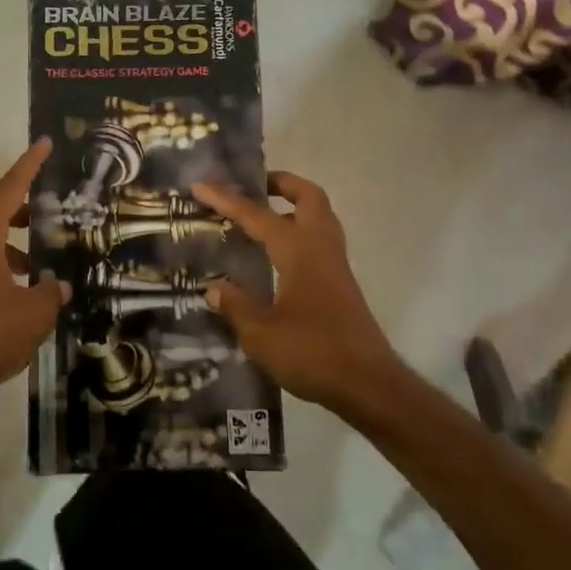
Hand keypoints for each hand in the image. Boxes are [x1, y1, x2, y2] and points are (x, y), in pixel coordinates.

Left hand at [0, 138, 69, 405]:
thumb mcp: (33, 313)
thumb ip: (49, 293)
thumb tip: (57, 285)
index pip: (10, 187)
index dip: (29, 164)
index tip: (43, 143)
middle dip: (9, 203)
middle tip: (37, 220)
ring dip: (5, 236)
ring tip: (35, 267)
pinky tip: (17, 290)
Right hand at [191, 172, 399, 414]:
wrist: (369, 385)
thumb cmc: (313, 353)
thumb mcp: (261, 335)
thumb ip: (236, 306)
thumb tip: (215, 289)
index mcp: (298, 250)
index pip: (257, 215)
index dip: (226, 199)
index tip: (201, 185)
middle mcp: (319, 247)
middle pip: (308, 196)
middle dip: (280, 183)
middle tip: (251, 187)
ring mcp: (335, 265)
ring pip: (319, 216)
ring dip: (292, 205)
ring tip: (261, 215)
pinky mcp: (340, 283)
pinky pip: (319, 239)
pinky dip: (298, 231)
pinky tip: (275, 255)